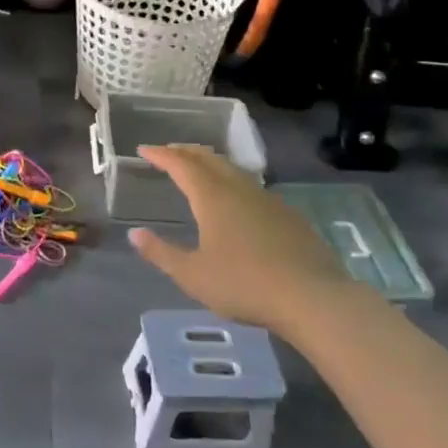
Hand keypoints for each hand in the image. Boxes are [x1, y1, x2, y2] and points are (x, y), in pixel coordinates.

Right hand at [127, 144, 355, 334]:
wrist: (313, 298)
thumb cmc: (244, 285)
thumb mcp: (192, 275)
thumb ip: (161, 253)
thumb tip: (135, 233)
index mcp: (212, 197)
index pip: (181, 165)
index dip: (161, 155)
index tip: (144, 149)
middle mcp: (239, 189)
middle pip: (209, 159)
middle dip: (186, 152)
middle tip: (169, 152)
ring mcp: (268, 200)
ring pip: (233, 170)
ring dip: (211, 163)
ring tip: (199, 169)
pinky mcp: (288, 215)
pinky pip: (252, 186)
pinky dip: (232, 181)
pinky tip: (235, 199)